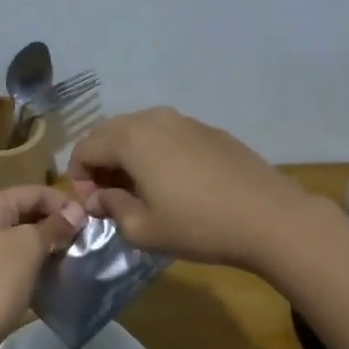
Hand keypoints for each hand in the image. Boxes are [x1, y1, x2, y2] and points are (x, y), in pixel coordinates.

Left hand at [0, 185, 86, 348]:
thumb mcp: (28, 249)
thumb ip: (54, 226)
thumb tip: (77, 210)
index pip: (35, 191)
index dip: (64, 204)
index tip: (92, 225)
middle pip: (26, 210)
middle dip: (56, 224)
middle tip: (84, 244)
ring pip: (19, 235)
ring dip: (45, 245)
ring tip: (70, 260)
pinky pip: (10, 256)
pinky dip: (30, 262)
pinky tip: (48, 276)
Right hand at [68, 107, 311, 271]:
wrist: (270, 218)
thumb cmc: (198, 226)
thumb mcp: (143, 230)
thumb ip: (111, 209)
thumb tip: (100, 198)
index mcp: (130, 138)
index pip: (84, 148)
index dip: (78, 178)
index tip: (92, 208)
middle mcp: (153, 119)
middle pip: (108, 132)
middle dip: (100, 163)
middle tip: (109, 198)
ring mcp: (185, 120)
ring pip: (139, 131)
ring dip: (127, 156)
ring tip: (139, 191)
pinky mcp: (209, 130)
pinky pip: (167, 135)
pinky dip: (155, 153)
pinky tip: (173, 184)